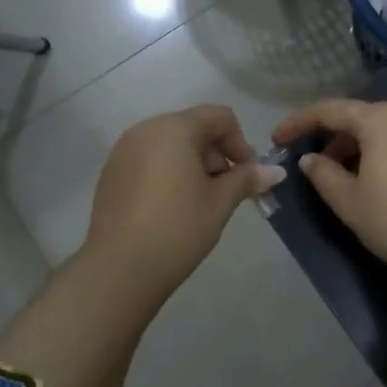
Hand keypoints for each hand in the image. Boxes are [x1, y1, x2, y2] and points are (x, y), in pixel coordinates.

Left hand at [83, 105, 283, 299]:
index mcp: (174, 128)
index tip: (246, 177)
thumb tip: (275, 171)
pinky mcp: (111, 173)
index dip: (241, 144)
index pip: (220, 117)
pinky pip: (149, 160)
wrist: (120, 268)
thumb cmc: (178, 228)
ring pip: (170, 144)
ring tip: (199, 202)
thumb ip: (247, 179)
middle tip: (225, 192)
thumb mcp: (220, 202)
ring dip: (193, 164)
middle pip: (194, 127)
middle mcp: (145, 129)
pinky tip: (171, 208)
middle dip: (216, 155)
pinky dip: (168, 173)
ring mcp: (123, 151)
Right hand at [271, 99, 386, 284]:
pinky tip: (383, 183)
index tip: (277, 138)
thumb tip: (311, 159)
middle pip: (361, 118)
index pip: (330, 110)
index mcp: (382, 119)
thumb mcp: (350, 203)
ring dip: (361, 148)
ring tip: (347, 179)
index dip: (299, 122)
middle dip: (333, 139)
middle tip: (315, 167)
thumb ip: (323, 175)